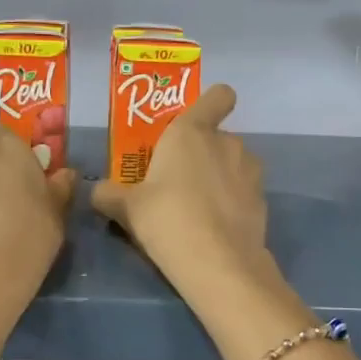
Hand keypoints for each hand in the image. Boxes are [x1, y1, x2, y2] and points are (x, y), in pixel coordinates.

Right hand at [90, 84, 268, 293]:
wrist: (218, 264)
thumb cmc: (166, 219)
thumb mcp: (126, 208)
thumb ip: (109, 194)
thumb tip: (98, 191)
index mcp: (191, 131)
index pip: (218, 96)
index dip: (211, 103)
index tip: (194, 123)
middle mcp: (226, 142)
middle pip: (216, 136)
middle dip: (200, 153)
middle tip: (176, 182)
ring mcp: (250, 171)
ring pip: (233, 163)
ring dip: (218, 177)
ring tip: (197, 208)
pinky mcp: (262, 200)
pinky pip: (243, 191)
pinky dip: (232, 202)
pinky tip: (215, 227)